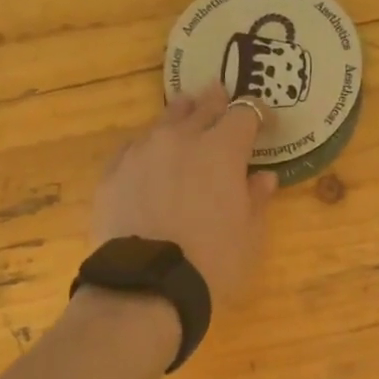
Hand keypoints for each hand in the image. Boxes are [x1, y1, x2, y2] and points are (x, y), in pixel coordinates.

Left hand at [93, 85, 276, 301]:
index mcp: (222, 150)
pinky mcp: (113, 172)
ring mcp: (142, 152)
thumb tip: (263, 177)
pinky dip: (148, 146)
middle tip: (221, 93)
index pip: (245, 115)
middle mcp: (180, 139)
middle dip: (216, 101)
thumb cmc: (212, 262)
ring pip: (164, 121)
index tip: (266, 124)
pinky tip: (148, 153)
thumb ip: (256, 199)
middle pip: (202, 107)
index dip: (258, 115)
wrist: (147, 285)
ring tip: (185, 111)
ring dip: (180, 115)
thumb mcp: (249, 236)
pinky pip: (134, 147)